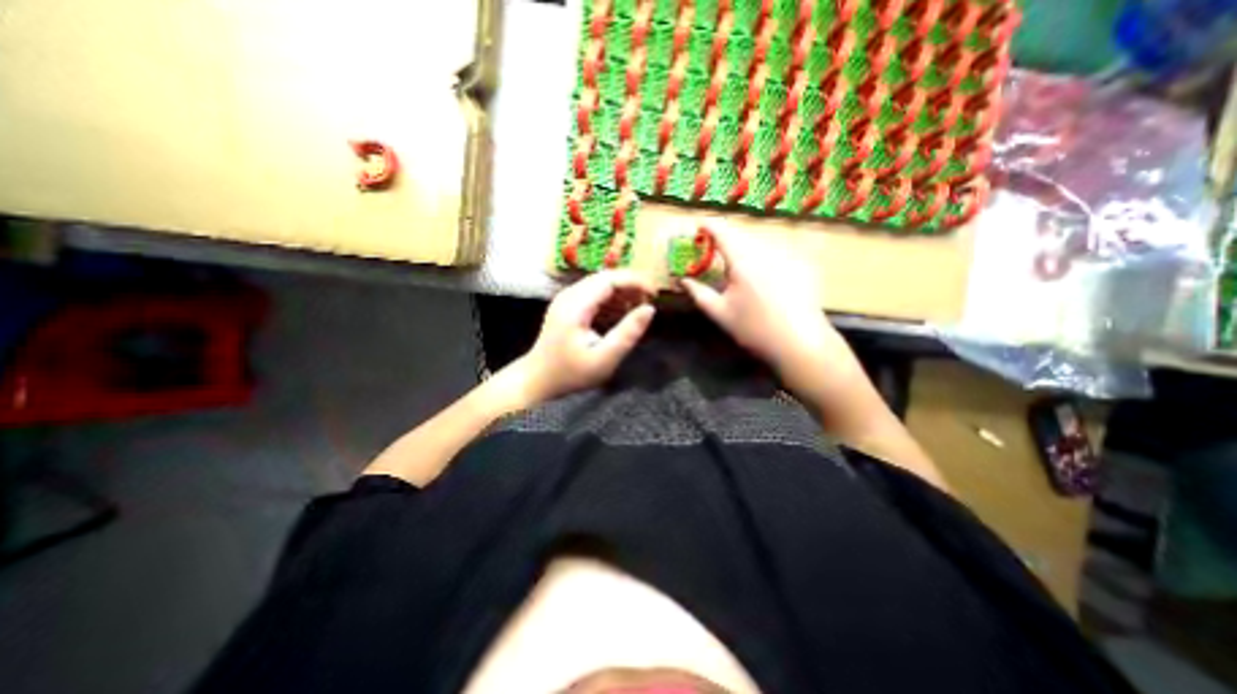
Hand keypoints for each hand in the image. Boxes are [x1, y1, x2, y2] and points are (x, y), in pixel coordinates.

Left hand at [516, 269, 660, 401]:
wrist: (538, 380)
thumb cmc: (571, 373)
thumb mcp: (604, 359)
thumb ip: (627, 333)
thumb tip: (650, 309)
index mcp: (575, 305)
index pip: (610, 279)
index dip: (635, 281)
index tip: (655, 294)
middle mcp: (569, 295)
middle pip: (605, 277)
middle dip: (631, 286)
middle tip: (649, 303)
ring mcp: (566, 299)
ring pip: (600, 284)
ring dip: (622, 292)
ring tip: (638, 310)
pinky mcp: (568, 305)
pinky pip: (594, 293)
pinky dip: (611, 300)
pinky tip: (621, 315)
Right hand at [681, 226, 884, 431]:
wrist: (800, 343)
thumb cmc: (754, 329)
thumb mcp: (720, 313)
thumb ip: (698, 292)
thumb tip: (681, 280)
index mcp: (743, 259)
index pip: (722, 231)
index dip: (708, 225)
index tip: (698, 226)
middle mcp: (767, 249)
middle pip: (741, 235)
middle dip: (725, 240)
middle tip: (714, 253)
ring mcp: (788, 254)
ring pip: (759, 243)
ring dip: (745, 249)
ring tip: (738, 268)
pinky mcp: (802, 263)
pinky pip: (776, 252)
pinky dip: (763, 257)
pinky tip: (764, 278)